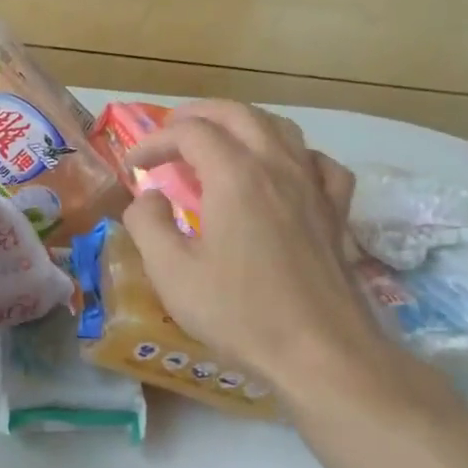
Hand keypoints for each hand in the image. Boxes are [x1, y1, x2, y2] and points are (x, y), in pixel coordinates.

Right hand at [123, 101, 389, 394]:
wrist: (320, 352)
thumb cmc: (239, 312)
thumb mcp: (171, 272)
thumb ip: (147, 224)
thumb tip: (148, 198)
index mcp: (235, 176)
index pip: (189, 133)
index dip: (154, 141)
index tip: (132, 167)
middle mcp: (277, 166)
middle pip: (237, 114)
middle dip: (196, 115)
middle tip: (168, 134)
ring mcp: (313, 186)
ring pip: (279, 128)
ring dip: (241, 125)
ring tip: (217, 143)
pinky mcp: (336, 211)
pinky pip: (317, 162)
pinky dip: (291, 155)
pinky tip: (281, 173)